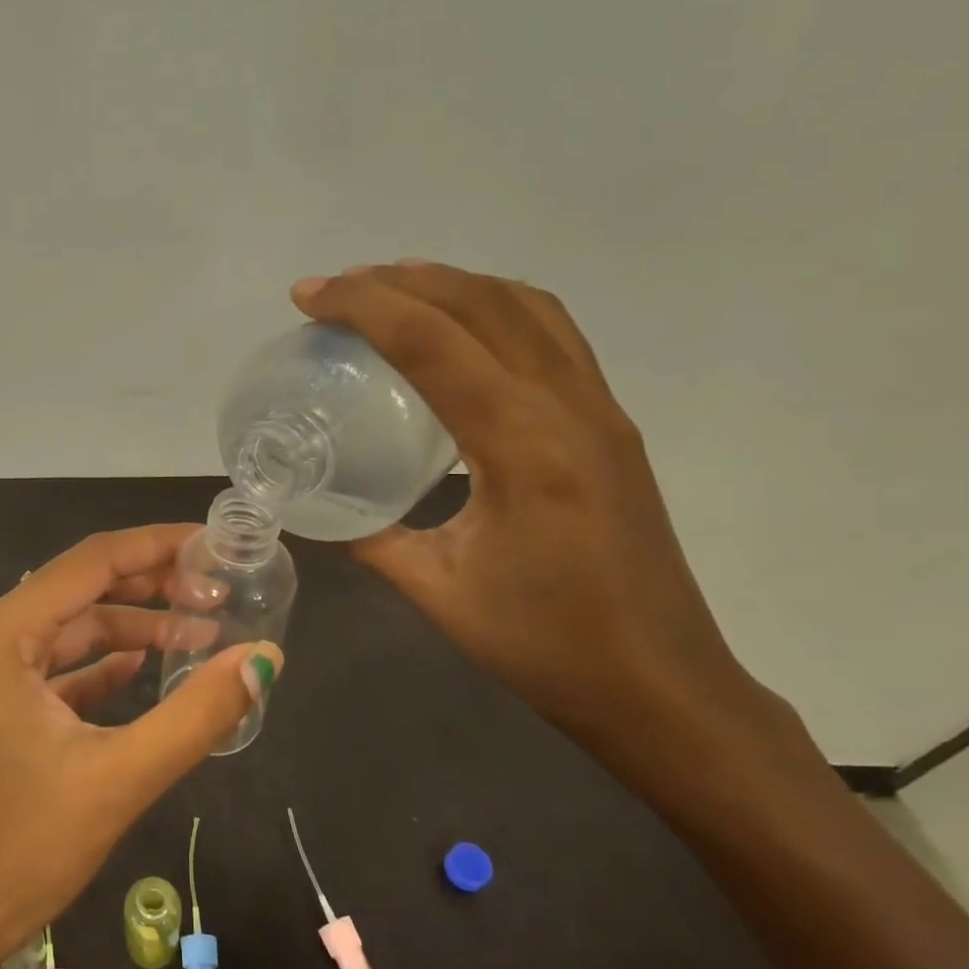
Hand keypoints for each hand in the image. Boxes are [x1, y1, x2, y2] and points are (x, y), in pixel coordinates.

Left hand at [0, 525, 281, 968]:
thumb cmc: (16, 851)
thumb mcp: (117, 779)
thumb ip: (197, 714)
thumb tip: (265, 657)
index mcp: (3, 634)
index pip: (91, 561)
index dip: (156, 545)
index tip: (214, 545)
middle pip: (81, 589)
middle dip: (150, 585)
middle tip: (219, 591)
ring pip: (70, 631)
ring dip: (131, 628)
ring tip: (200, 633)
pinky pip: (56, 669)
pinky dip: (102, 664)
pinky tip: (145, 668)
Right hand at [293, 261, 813, 779]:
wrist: (662, 687)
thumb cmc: (547, 646)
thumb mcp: (437, 591)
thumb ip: (370, 537)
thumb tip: (314, 509)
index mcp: (523, 447)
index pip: (432, 343)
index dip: (362, 306)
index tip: (306, 296)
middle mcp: (570, 408)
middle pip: (480, 304)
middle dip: (399, 281)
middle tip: (335, 289)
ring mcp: (600, 410)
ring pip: (526, 306)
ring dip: (452, 283)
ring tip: (391, 289)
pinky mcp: (610, 424)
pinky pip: (553, 333)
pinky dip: (495, 307)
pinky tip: (461, 328)